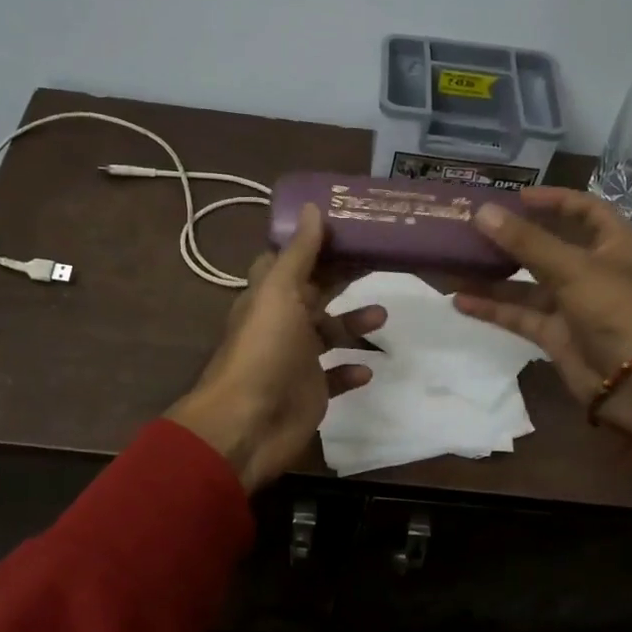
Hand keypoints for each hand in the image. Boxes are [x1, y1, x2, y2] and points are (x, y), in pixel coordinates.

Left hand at [165, 204, 383, 492]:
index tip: (349, 227)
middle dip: (344, 277)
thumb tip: (312, 206)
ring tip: (383, 315)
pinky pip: (335, 377)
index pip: (292, 261)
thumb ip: (299, 254)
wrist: (248, 424)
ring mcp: (296, 360)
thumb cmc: (264, 351)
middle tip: (381, 261)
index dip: (315, 243)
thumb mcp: (280, 293)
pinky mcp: (311, 392)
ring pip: (329, 334)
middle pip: (317, 293)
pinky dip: (351, 370)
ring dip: (354, 323)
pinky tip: (368, 368)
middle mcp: (282, 324)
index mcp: (270, 296)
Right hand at [453, 188, 631, 436]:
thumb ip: (526, 242)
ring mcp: (573, 305)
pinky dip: (493, 309)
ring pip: (527, 285)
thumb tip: (482, 212)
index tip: (516, 197)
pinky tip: (461, 301)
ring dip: (493, 277)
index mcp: (614, 245)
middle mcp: (593, 270)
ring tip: (453, 266)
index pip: (585, 210)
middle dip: (511, 240)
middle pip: (547, 247)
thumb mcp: (573, 269)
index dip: (554, 200)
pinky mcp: (556, 335)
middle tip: (472, 230)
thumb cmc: (617, 310)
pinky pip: (520, 316)